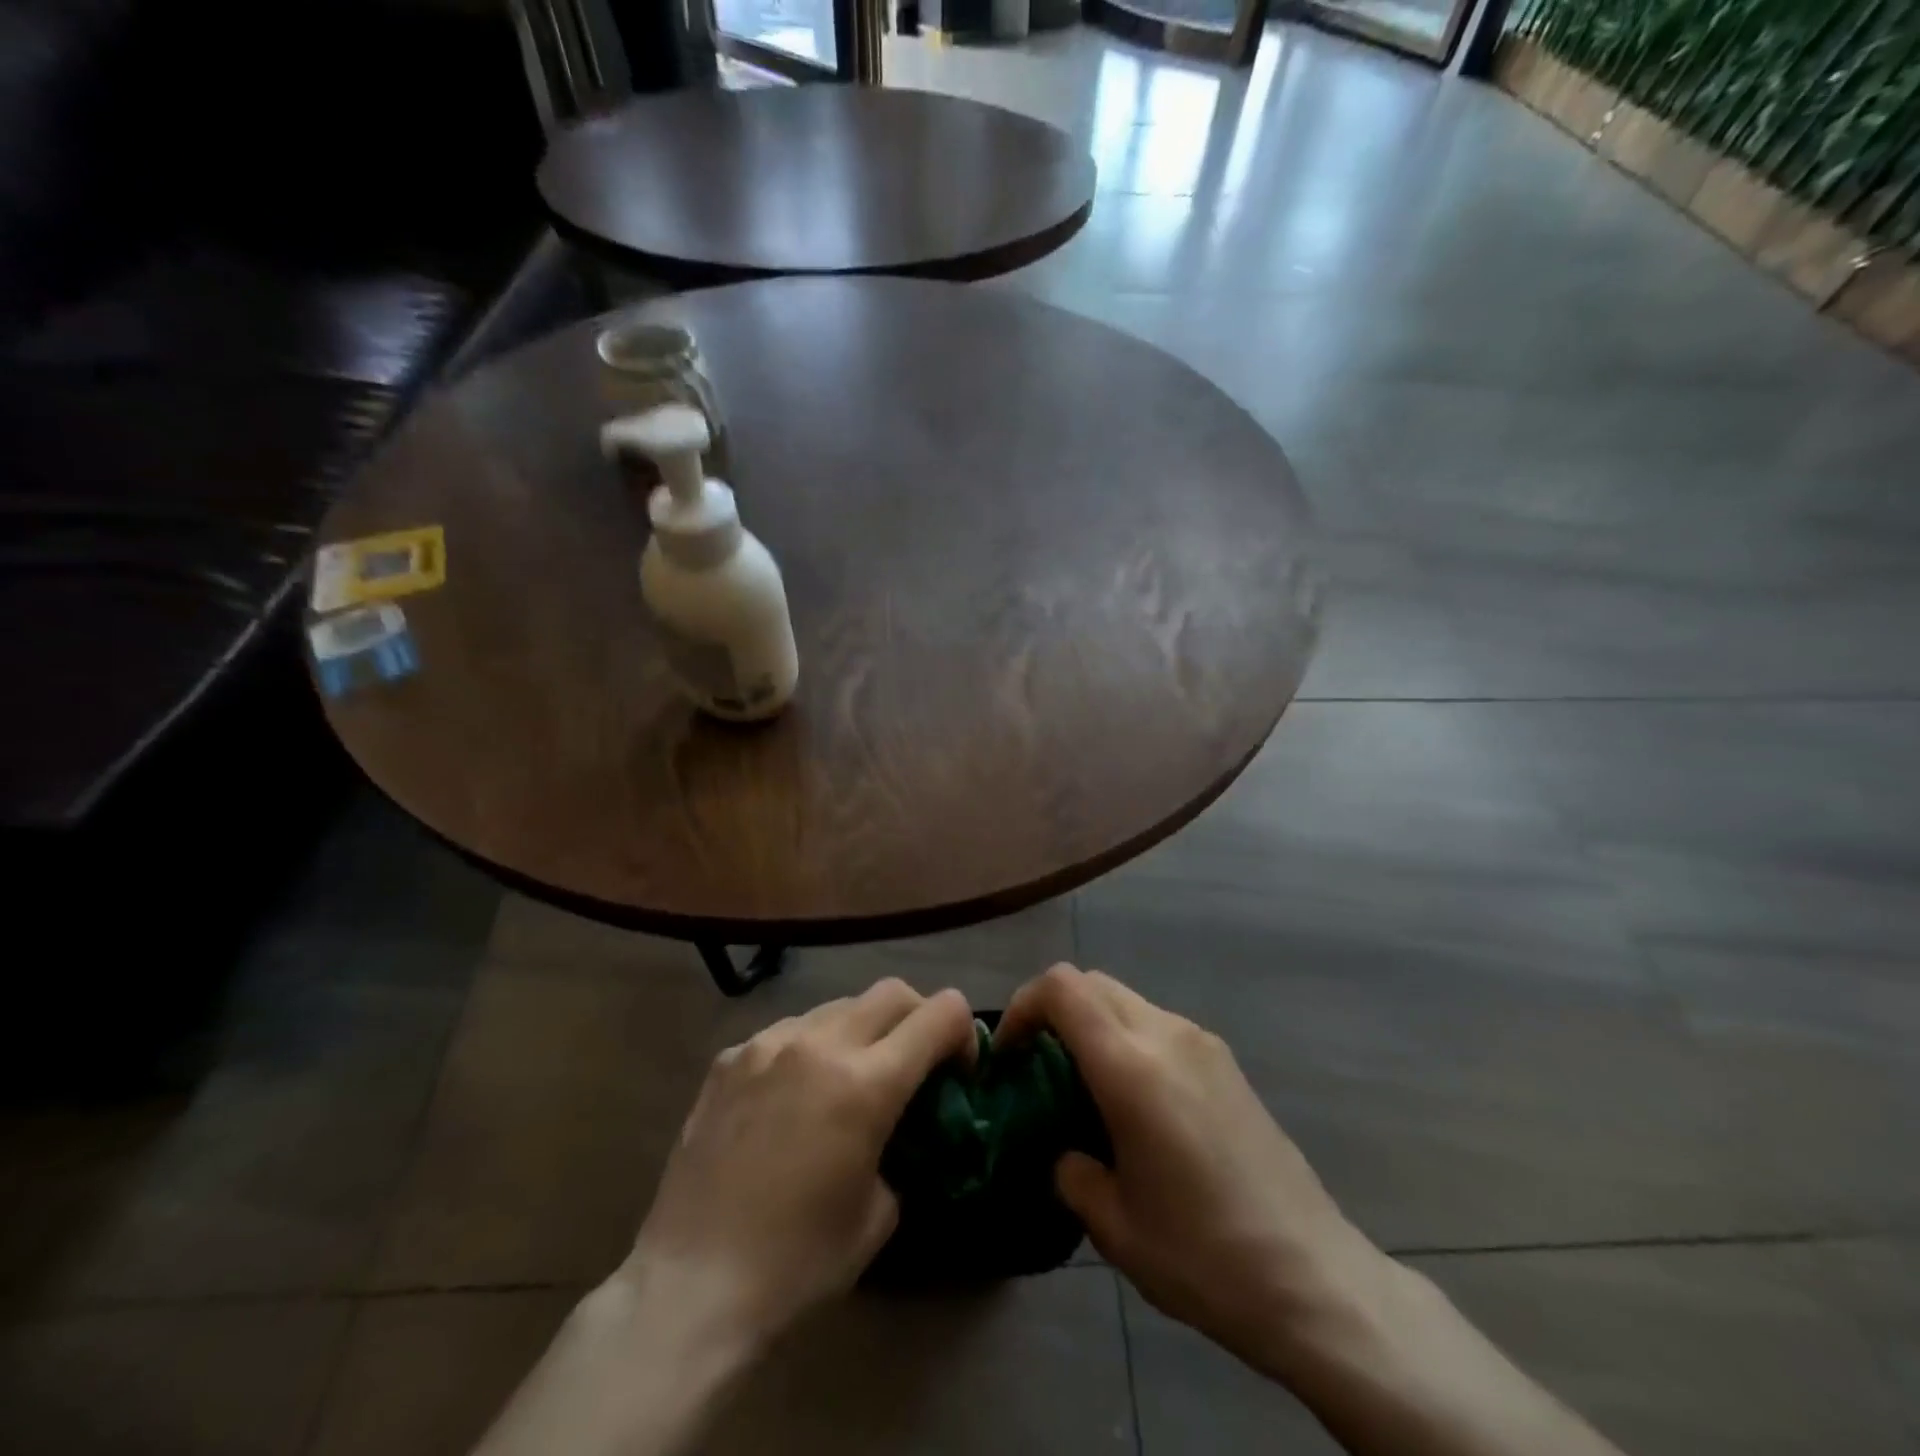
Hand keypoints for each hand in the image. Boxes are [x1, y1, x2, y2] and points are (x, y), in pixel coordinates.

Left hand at [625, 978, 974, 1352]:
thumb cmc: (797, 1264)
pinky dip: (808, 1050)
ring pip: (837, 1007)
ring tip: (846, 1080)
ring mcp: (768, 1043)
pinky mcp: (729, 1057)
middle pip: (892, 992)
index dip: (963, 1033)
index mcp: (866, 1083)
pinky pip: (787, 1032)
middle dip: (918, 1018)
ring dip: (860, 1032)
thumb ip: (900, 1147)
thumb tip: (895, 1125)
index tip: (958, 1069)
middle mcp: (819, 1043)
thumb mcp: (879, 1212)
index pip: (939, 1014)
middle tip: (914, 1062)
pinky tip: (790, 1098)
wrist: (691, 1287)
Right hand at [999, 964, 1387, 1374]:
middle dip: (1053, 1011)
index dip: (1023, 1005)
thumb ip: (1073, 1174)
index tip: (1010, 1054)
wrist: (1314, 1278)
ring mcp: (1203, 1043)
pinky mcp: (1226, 1062)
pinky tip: (1137, 1103)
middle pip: (1092, 983)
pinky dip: (1128, 1039)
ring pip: (1127, 1000)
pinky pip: (1159, 1025)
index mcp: (1131, 1067)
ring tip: (1086, 1088)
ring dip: (1093, 1025)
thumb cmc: (1204, 1255)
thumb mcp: (1115, 1226)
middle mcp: (1167, 1035)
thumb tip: (1068, 1154)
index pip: (1062, 989)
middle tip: (1038, 1066)